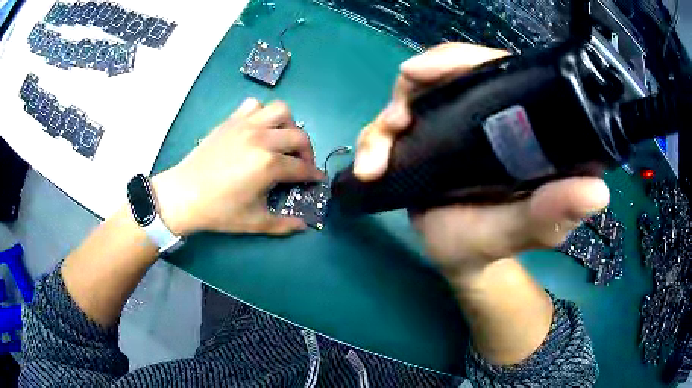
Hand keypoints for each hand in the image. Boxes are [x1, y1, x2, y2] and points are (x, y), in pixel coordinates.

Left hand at [152, 98, 323, 236]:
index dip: (313, 175)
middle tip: (300, 164)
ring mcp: (245, 126)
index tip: (316, 179)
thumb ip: (283, 225)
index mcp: (268, 165)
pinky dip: (261, 114)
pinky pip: (253, 105)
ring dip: (287, 124)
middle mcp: (262, 139)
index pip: (302, 167)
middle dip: (307, 151)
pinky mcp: (231, 121)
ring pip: (280, 111)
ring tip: (281, 140)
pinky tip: (257, 130)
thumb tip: (303, 226)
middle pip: (299, 136)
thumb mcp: (253, 222)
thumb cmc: (218, 210)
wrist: (183, 195)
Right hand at [354, 43, 609, 276]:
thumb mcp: (525, 231)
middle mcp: (487, 115)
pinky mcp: (426, 139)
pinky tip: (369, 164)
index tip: (426, 72)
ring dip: (389, 118)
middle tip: (396, 118)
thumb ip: (553, 214)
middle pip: (448, 75)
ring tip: (377, 155)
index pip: (496, 69)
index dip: (462, 61)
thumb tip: (597, 191)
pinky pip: (395, 124)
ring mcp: (452, 124)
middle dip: (415, 87)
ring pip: (414, 97)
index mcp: (522, 124)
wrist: (458, 258)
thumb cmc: (493, 246)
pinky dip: (377, 139)